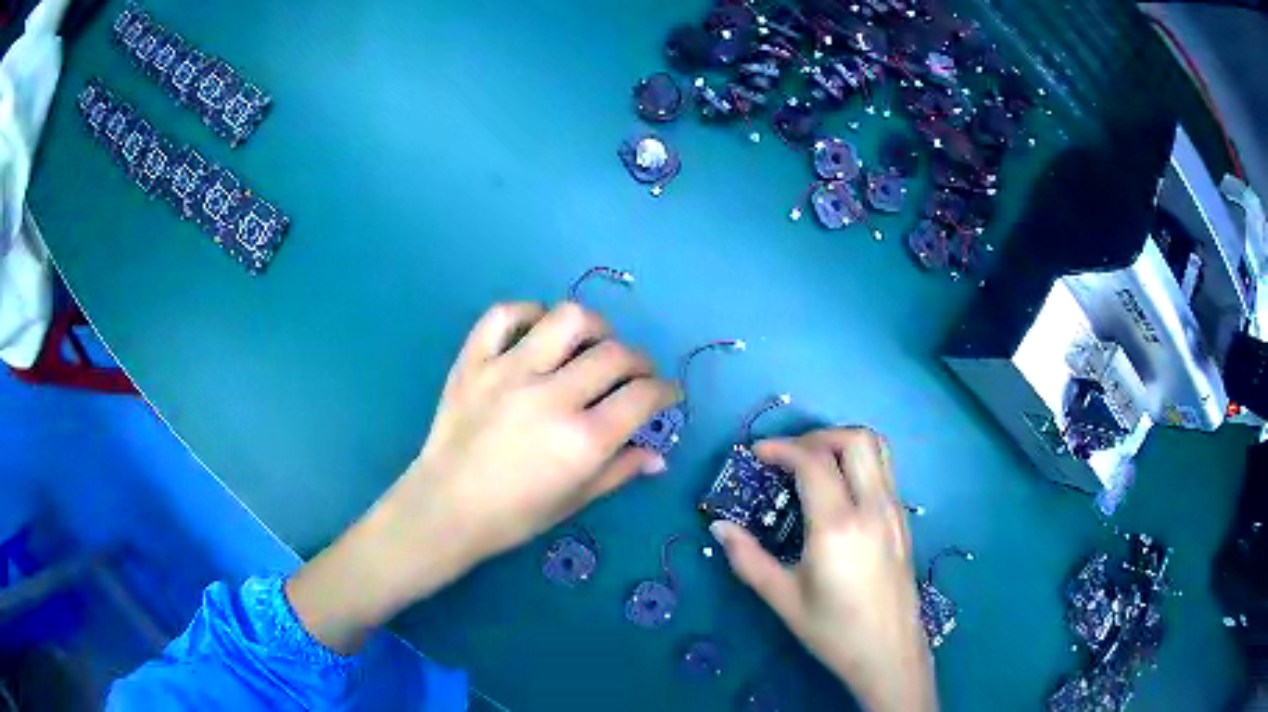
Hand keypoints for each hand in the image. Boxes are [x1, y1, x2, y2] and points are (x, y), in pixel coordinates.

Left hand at [288, 302, 678, 651]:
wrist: (444, 508)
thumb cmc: (513, 516)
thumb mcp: (574, 500)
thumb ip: (620, 470)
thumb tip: (659, 455)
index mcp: (582, 440)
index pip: (642, 396)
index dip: (666, 391)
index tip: (667, 394)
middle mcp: (551, 396)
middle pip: (615, 354)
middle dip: (640, 362)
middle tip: (636, 375)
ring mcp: (508, 372)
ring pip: (567, 319)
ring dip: (594, 326)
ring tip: (593, 343)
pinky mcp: (474, 361)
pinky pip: (504, 315)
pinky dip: (528, 314)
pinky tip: (538, 331)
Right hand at [710, 429, 936, 711]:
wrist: (889, 653)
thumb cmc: (833, 631)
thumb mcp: (783, 599)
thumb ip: (748, 559)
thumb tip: (719, 527)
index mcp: (837, 526)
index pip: (813, 461)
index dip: (781, 448)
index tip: (756, 455)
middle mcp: (872, 507)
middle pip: (854, 439)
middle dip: (816, 435)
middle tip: (787, 456)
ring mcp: (894, 510)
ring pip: (877, 447)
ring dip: (842, 443)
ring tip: (813, 464)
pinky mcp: (903, 519)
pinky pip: (885, 470)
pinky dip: (859, 462)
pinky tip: (838, 491)